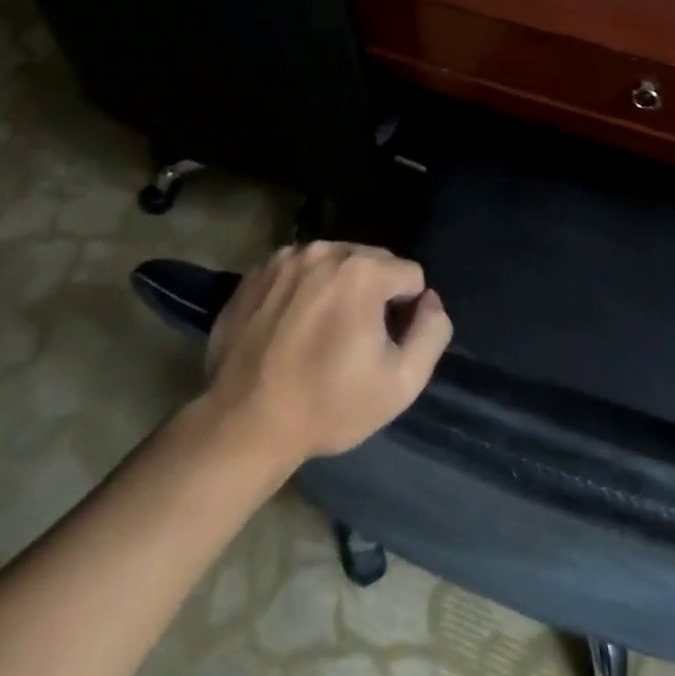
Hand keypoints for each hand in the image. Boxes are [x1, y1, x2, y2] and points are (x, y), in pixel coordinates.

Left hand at [201, 241, 452, 467]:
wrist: (242, 424)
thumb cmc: (328, 405)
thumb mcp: (402, 382)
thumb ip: (432, 332)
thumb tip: (429, 301)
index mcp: (362, 270)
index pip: (411, 275)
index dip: (406, 312)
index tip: (383, 345)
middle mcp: (324, 251)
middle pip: (372, 262)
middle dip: (374, 293)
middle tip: (353, 341)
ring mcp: (284, 259)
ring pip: (334, 263)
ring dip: (338, 288)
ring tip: (321, 334)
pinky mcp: (255, 274)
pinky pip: (298, 271)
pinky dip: (303, 290)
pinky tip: (291, 328)